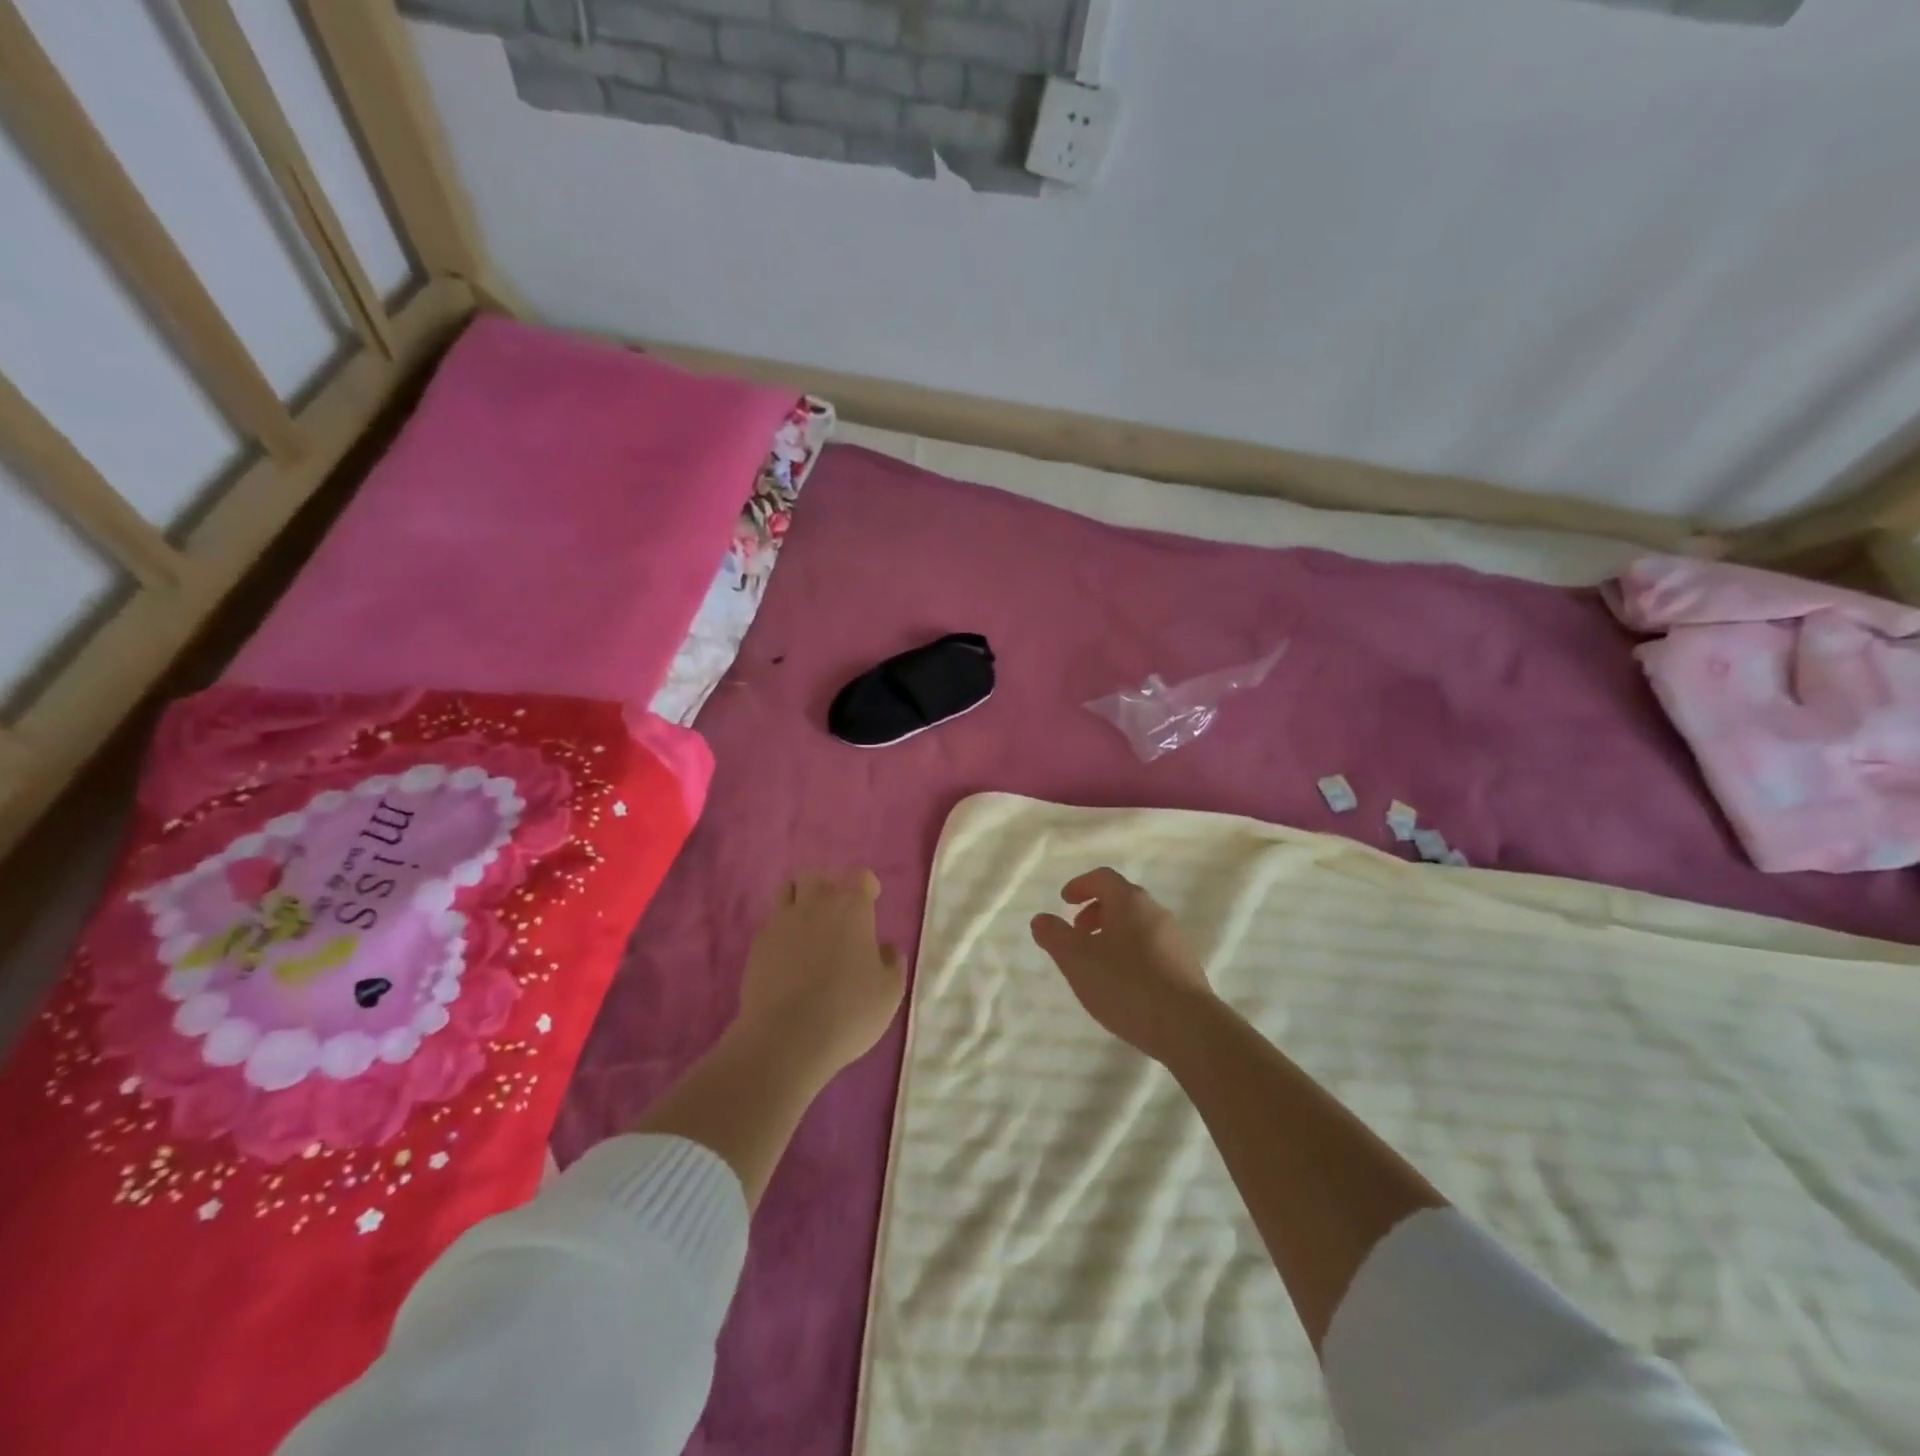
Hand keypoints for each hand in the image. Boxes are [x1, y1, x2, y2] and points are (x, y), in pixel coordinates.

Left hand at [734, 870, 905, 1084]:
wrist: (786, 1040)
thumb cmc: (848, 1011)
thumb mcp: (889, 992)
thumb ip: (892, 962)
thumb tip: (885, 948)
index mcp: (851, 908)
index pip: (860, 877)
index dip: (867, 887)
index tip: (871, 903)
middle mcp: (815, 904)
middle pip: (819, 876)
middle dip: (830, 887)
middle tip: (839, 913)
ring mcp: (781, 922)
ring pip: (789, 891)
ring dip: (802, 900)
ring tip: (810, 926)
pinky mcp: (758, 945)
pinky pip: (772, 922)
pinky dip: (782, 929)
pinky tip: (789, 954)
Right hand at [1030, 867, 1213, 1061]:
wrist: (1187, 1027)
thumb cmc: (1125, 984)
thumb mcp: (1077, 960)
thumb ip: (1055, 936)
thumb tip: (1041, 919)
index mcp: (1130, 901)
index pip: (1102, 878)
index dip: (1080, 885)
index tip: (1064, 901)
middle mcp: (1156, 912)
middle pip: (1121, 900)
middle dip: (1095, 912)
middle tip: (1077, 934)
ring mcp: (1175, 940)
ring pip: (1137, 925)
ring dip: (1113, 934)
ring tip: (1097, 964)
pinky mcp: (1185, 967)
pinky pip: (1151, 948)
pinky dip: (1130, 954)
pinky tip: (1123, 984)